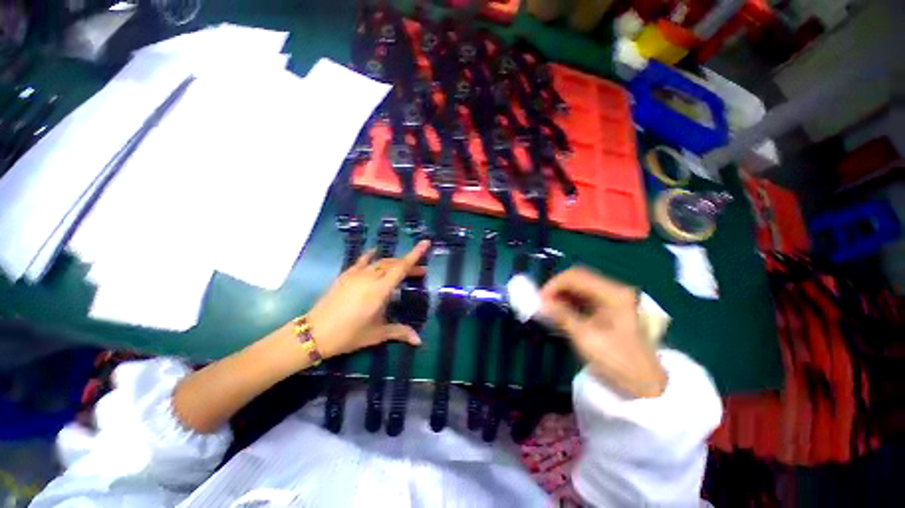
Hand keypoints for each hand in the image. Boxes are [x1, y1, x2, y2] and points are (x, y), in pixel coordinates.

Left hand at [306, 240, 430, 358]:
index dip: (415, 255)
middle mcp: (370, 277)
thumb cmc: (349, 334)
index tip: (425, 242)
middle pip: (393, 264)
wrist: (315, 333)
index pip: (402, 268)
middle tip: (421, 272)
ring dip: (394, 263)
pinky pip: (362, 260)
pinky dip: (372, 256)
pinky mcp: (345, 275)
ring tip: (403, 268)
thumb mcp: (377, 334)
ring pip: (380, 261)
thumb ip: (400, 332)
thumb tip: (419, 341)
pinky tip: (375, 253)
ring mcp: (356, 274)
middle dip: (409, 265)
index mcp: (380, 290)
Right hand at [539, 267, 666, 397]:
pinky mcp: (611, 308)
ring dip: (562, 294)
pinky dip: (570, 301)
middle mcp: (614, 290)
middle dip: (556, 288)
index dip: (554, 285)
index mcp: (613, 294)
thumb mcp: (586, 339)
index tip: (539, 300)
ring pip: (580, 286)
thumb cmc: (619, 362)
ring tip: (548, 308)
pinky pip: (585, 297)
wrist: (647, 386)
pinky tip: (560, 312)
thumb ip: (562, 316)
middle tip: (542, 303)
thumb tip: (539, 303)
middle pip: (578, 278)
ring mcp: (614, 298)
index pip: (576, 277)